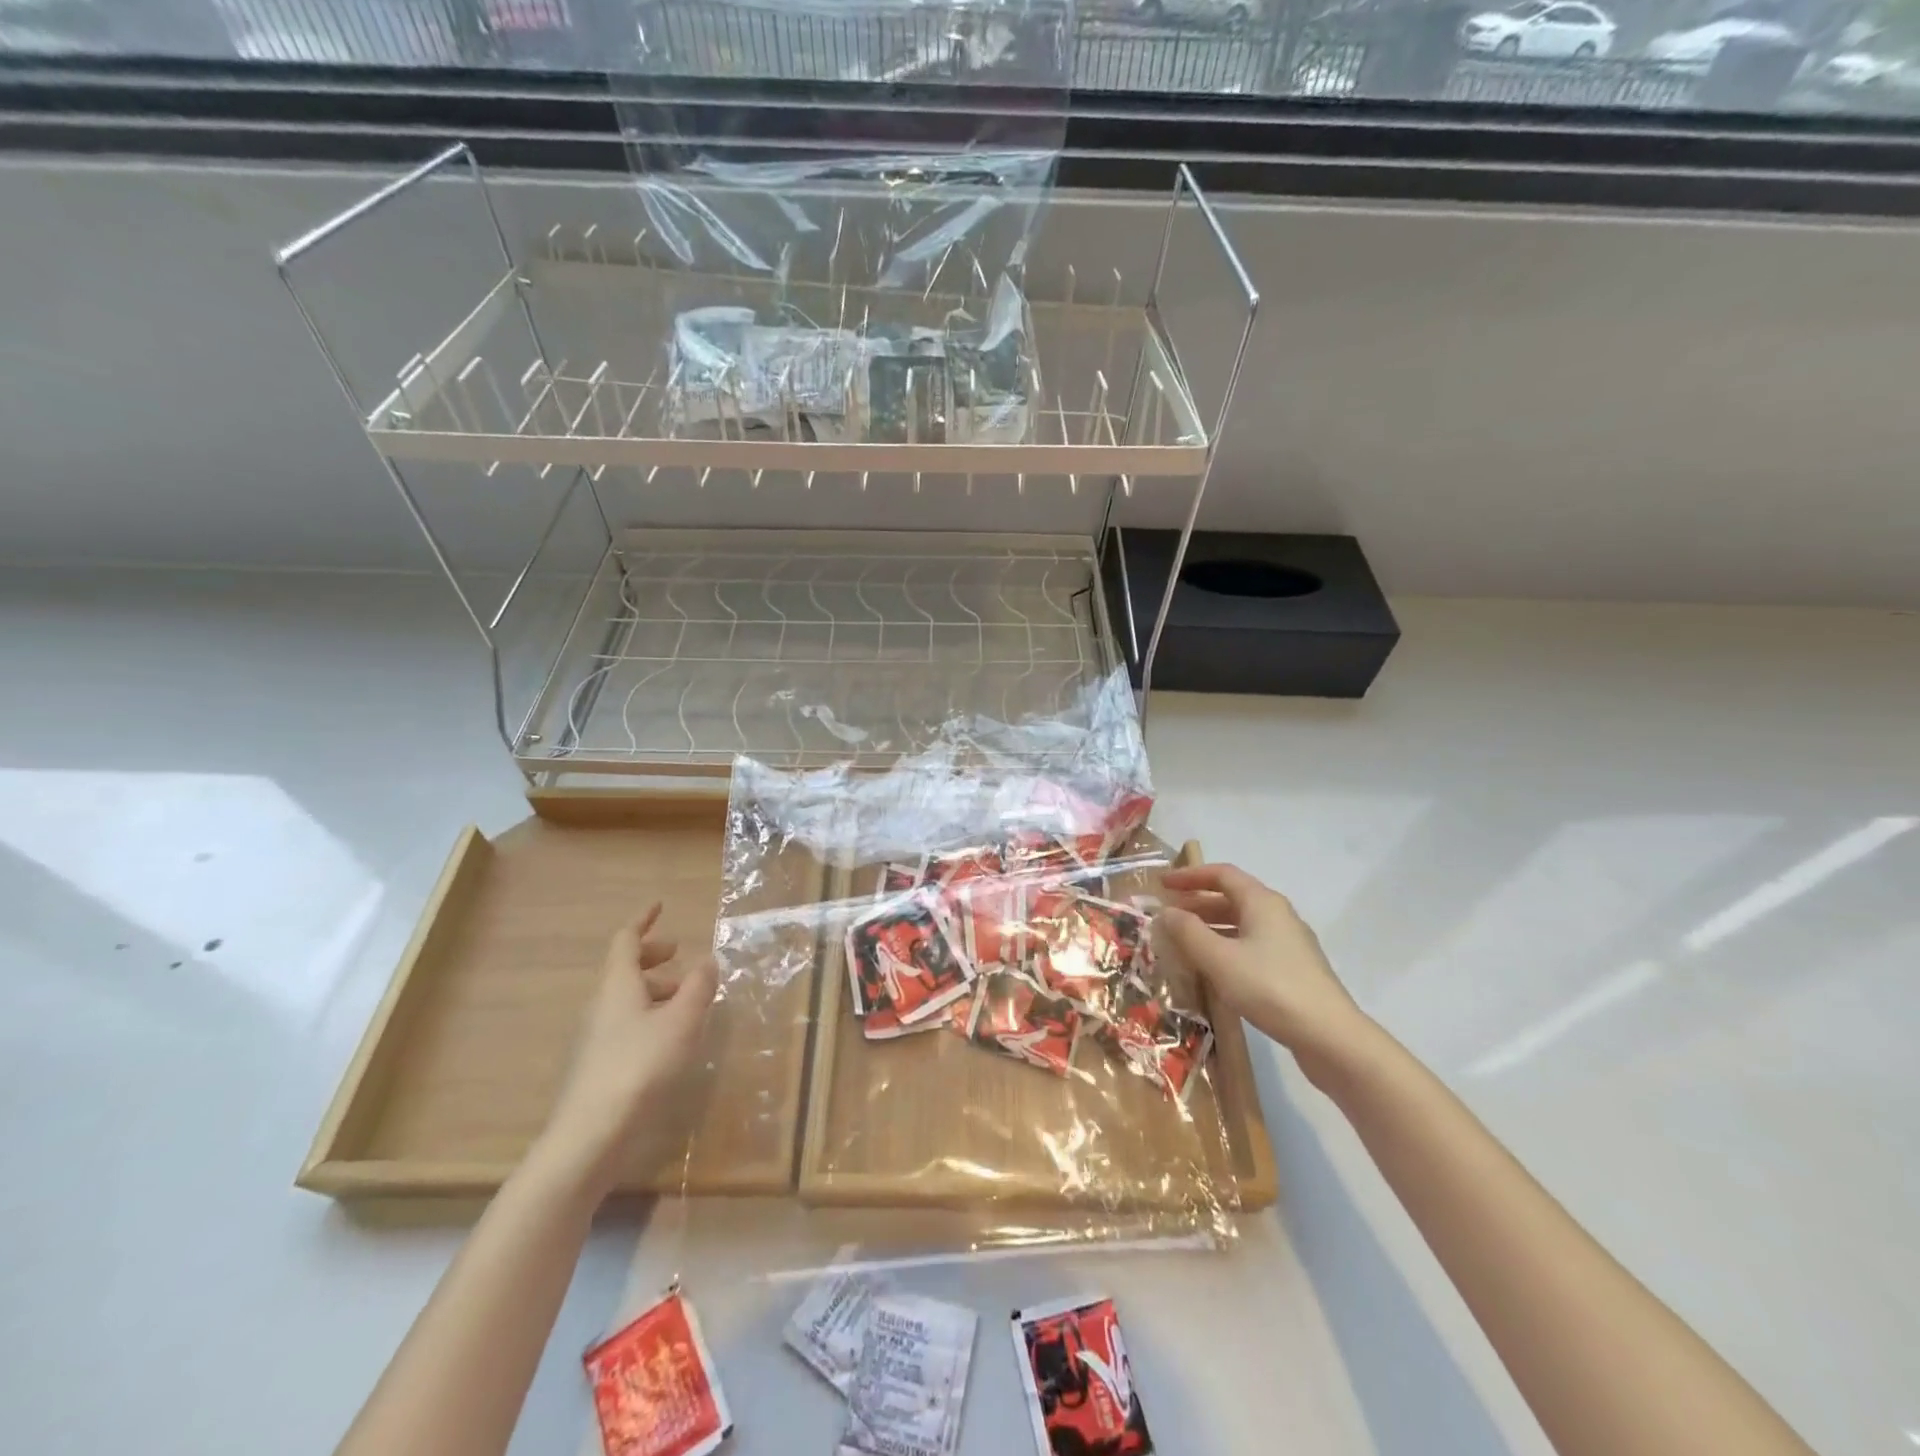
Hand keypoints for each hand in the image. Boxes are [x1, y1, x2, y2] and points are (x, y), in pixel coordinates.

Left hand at [532, 903, 718, 1200]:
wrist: (590, 1136)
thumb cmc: (640, 1066)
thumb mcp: (682, 1021)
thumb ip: (699, 987)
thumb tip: (707, 960)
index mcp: (617, 985)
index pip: (626, 940)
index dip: (643, 921)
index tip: (660, 906)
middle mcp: (601, 1005)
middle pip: (624, 968)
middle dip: (653, 956)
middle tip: (680, 954)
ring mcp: (595, 1037)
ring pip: (625, 998)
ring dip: (655, 988)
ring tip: (686, 999)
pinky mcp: (598, 1066)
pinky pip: (625, 1023)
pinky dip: (649, 1015)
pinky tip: (670, 1037)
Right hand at [1158, 864, 1369, 1078]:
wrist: (1330, 1036)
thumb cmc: (1270, 987)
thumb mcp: (1219, 958)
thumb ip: (1188, 932)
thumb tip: (1166, 912)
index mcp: (1262, 902)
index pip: (1222, 874)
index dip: (1189, 875)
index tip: (1162, 885)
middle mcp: (1278, 914)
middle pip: (1232, 897)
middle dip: (1197, 903)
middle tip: (1167, 916)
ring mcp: (1289, 942)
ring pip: (1242, 923)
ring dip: (1210, 926)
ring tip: (1182, 942)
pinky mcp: (1293, 968)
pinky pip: (1251, 944)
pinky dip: (1226, 946)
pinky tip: (1212, 968)